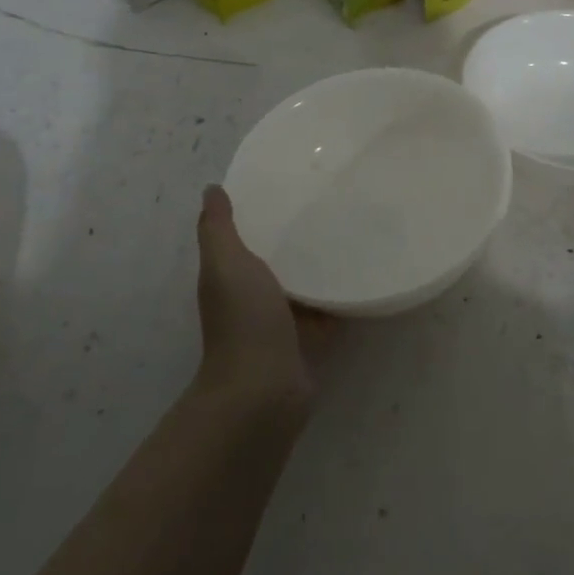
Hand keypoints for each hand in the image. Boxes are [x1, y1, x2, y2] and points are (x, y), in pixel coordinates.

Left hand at [194, 186, 328, 411]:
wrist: (264, 390)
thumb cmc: (243, 319)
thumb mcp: (226, 263)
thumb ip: (219, 228)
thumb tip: (211, 189)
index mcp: (230, 276)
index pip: (245, 236)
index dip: (260, 212)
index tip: (287, 184)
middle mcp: (254, 297)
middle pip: (277, 258)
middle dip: (295, 237)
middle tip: (327, 203)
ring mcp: (283, 321)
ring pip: (304, 283)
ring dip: (320, 265)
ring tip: (350, 230)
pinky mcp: (311, 340)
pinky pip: (328, 309)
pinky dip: (341, 295)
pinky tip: (363, 272)